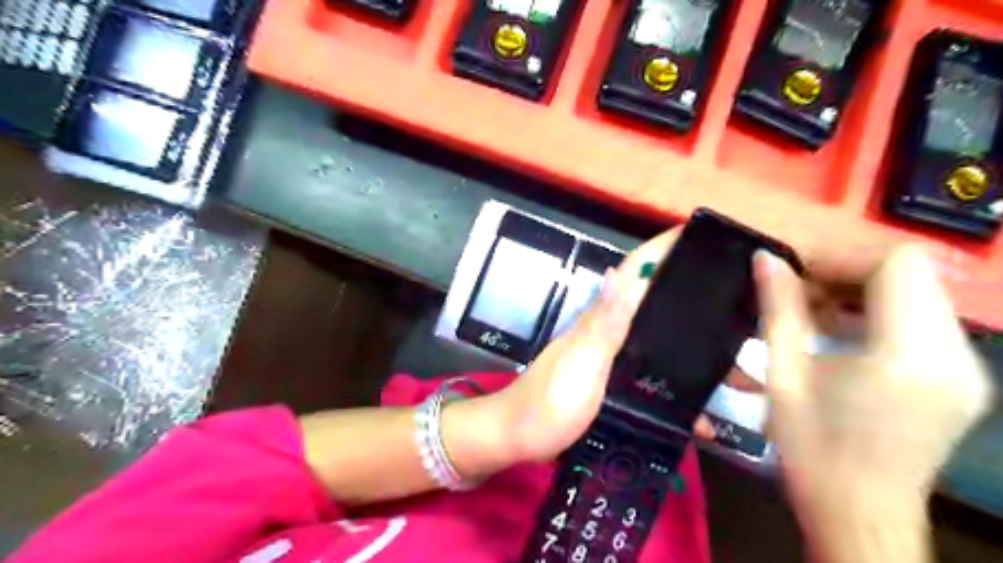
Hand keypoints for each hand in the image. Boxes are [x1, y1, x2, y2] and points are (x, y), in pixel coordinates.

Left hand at [489, 226, 748, 464]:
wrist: (517, 437)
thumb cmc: (550, 402)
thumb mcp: (582, 361)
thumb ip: (604, 321)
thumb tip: (618, 270)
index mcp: (600, 318)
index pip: (634, 271)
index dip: (663, 249)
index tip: (701, 235)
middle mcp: (605, 328)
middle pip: (649, 297)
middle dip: (686, 288)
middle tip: (733, 293)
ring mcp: (606, 354)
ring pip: (651, 330)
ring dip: (685, 332)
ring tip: (729, 346)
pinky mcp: (608, 379)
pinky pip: (646, 364)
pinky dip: (670, 371)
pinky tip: (695, 394)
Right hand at [751, 244, 992, 561]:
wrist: (860, 515)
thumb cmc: (813, 449)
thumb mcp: (784, 374)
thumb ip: (779, 309)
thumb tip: (765, 259)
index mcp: (909, 356)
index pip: (897, 264)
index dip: (840, 257)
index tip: (795, 272)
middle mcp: (954, 355)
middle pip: (911, 273)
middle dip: (847, 271)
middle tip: (798, 290)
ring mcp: (965, 367)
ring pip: (918, 293)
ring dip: (861, 291)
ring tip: (813, 312)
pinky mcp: (960, 378)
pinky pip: (922, 321)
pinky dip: (878, 313)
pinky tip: (840, 334)